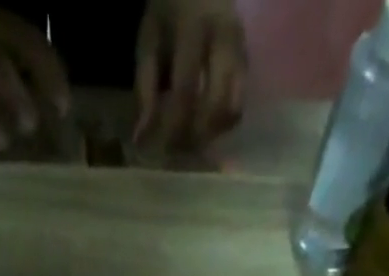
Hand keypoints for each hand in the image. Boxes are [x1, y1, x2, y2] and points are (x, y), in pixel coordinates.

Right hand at [0, 0, 70, 152]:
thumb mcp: (6, 27)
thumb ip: (29, 58)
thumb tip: (60, 100)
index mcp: (4, 25)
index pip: (33, 47)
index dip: (50, 76)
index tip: (64, 109)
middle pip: (1, 70)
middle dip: (17, 100)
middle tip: (30, 127)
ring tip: (2, 144)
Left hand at [134, 0, 247, 150]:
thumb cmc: (169, 13)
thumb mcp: (150, 40)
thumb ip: (146, 88)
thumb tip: (141, 138)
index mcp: (195, 29)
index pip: (186, 91)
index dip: (173, 126)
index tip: (160, 147)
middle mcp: (225, 41)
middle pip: (216, 106)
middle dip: (194, 135)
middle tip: (176, 148)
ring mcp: (241, 54)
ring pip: (231, 111)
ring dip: (209, 135)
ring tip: (189, 139)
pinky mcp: (247, 66)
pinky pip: (237, 109)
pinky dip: (219, 127)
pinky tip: (203, 128)